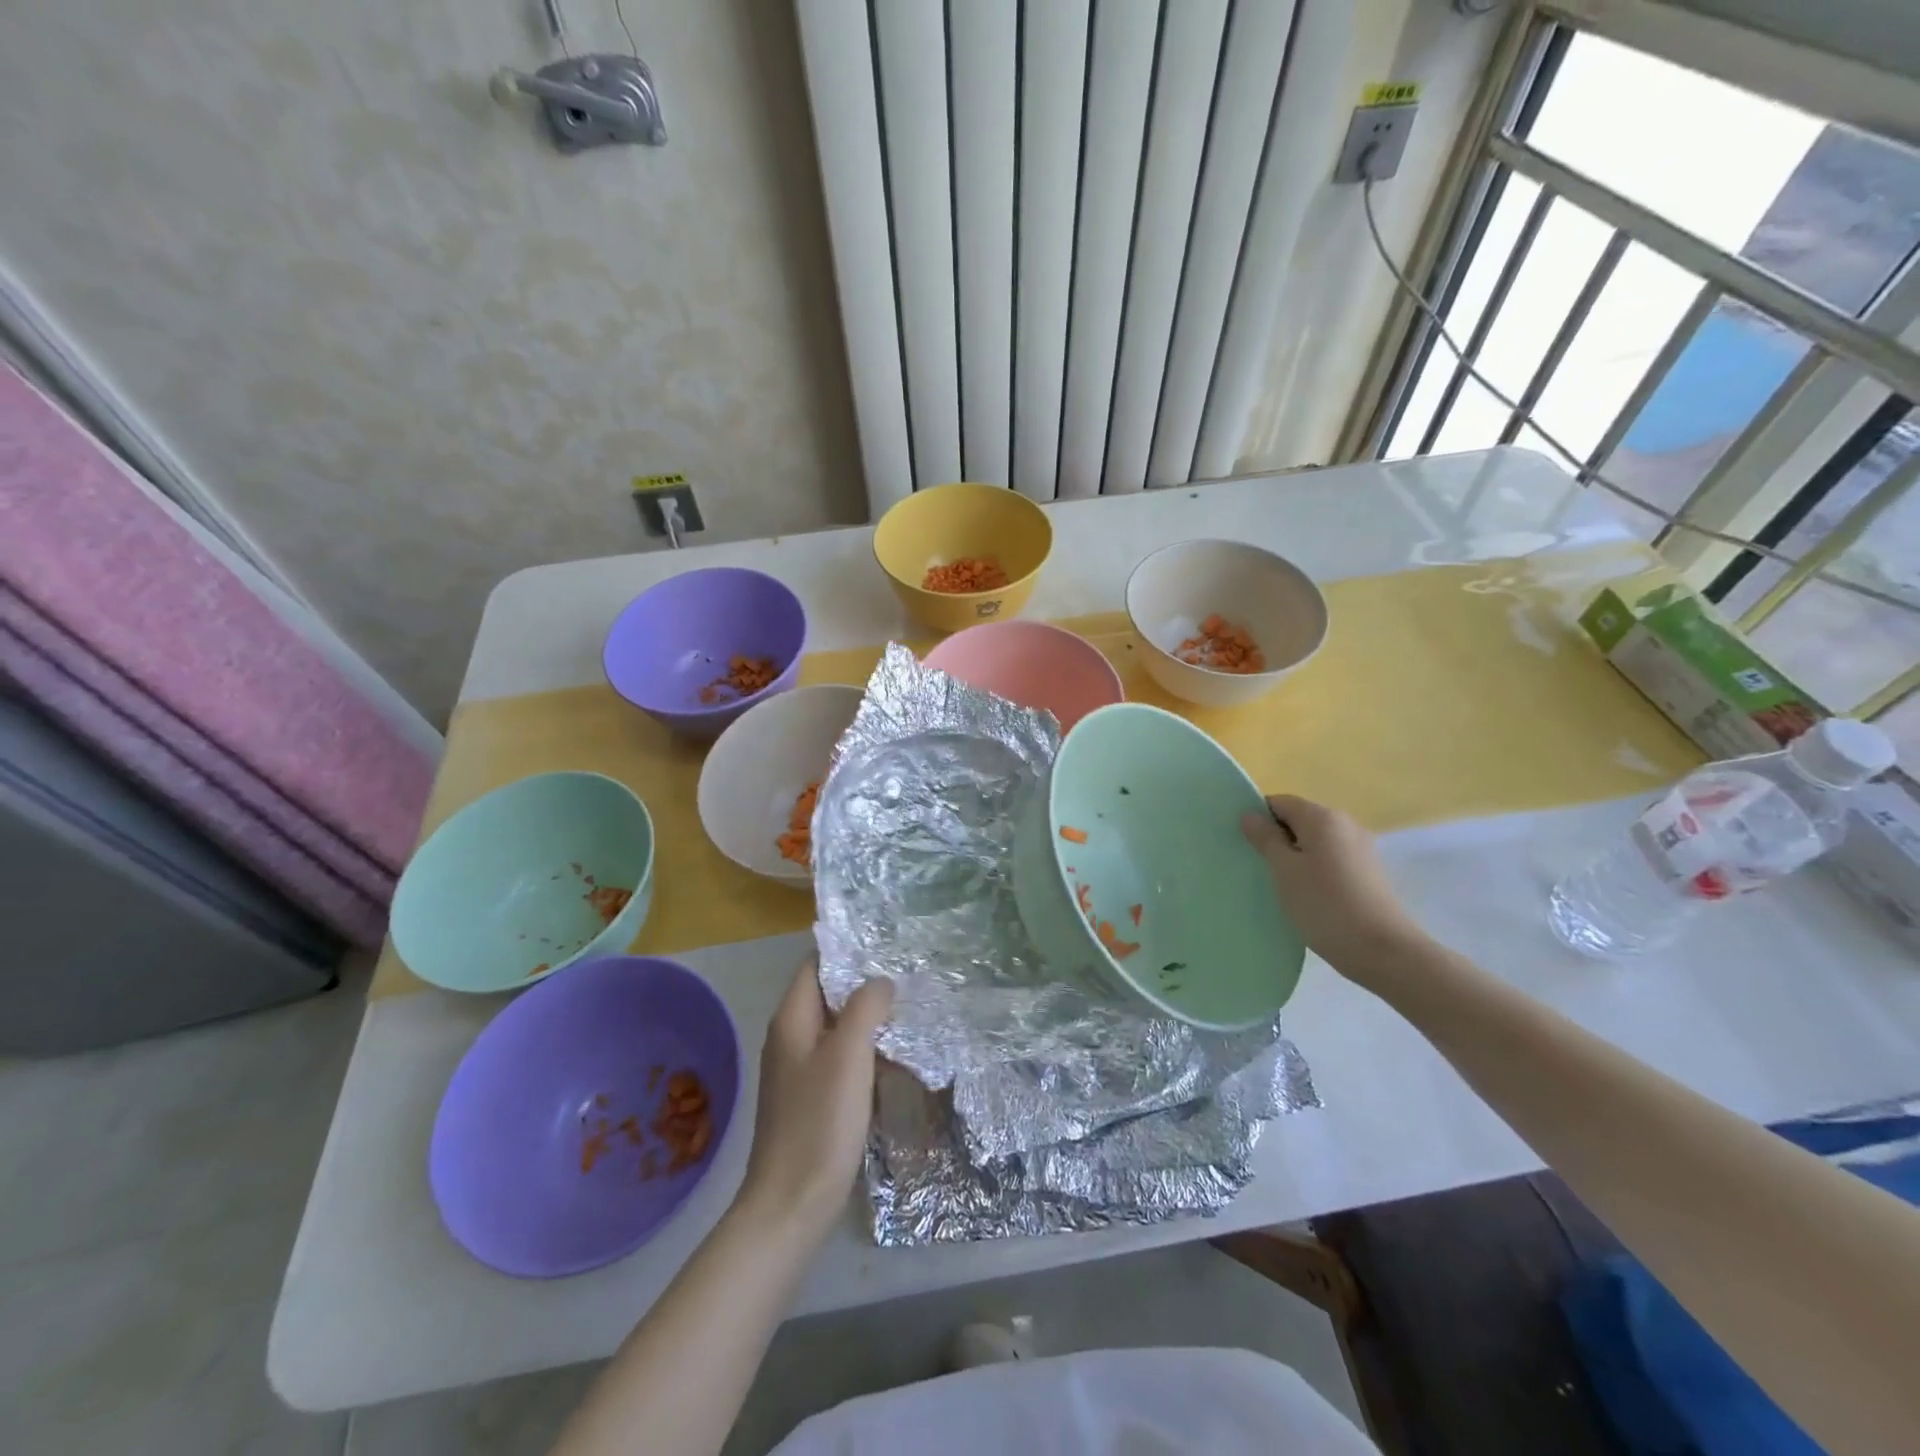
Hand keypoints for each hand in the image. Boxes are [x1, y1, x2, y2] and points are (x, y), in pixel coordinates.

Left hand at [735, 959, 893, 1246]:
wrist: (791, 1207)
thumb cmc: (819, 1124)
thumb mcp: (848, 1055)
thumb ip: (865, 1007)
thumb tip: (881, 981)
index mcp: (791, 1020)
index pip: (816, 965)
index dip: (848, 951)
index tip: (888, 945)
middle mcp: (790, 1038)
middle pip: (829, 995)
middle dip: (865, 985)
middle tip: (909, 978)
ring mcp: (799, 1071)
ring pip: (838, 1028)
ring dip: (869, 1019)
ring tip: (910, 1012)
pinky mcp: (811, 1099)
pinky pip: (841, 1059)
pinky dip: (866, 1051)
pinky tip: (894, 1058)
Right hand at [1240, 794, 1429, 985]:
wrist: (1383, 951)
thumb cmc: (1325, 905)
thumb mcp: (1284, 870)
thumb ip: (1265, 839)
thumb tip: (1250, 815)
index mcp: (1322, 817)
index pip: (1280, 803)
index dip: (1258, 818)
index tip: (1244, 845)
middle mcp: (1345, 824)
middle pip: (1299, 820)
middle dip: (1276, 838)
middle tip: (1257, 866)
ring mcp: (1360, 848)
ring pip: (1315, 842)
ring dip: (1294, 856)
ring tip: (1279, 884)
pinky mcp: (1367, 872)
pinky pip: (1330, 859)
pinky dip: (1313, 869)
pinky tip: (1306, 894)